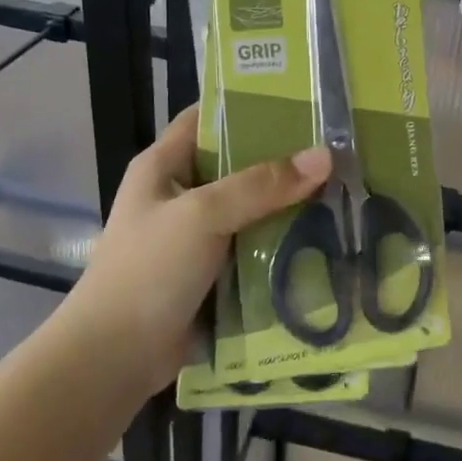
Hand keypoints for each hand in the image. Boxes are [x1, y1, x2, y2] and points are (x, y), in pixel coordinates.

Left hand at [75, 106, 331, 394]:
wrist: (114, 360)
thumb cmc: (148, 271)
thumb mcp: (202, 216)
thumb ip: (261, 185)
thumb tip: (325, 156)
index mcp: (164, 166)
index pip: (207, 118)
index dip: (248, 105)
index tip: (302, 100)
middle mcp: (181, 195)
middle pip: (239, 165)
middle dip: (284, 160)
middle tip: (339, 149)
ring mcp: (198, 237)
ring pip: (253, 210)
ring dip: (290, 206)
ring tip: (346, 189)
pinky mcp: (214, 274)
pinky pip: (255, 249)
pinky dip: (284, 245)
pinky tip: (327, 238)